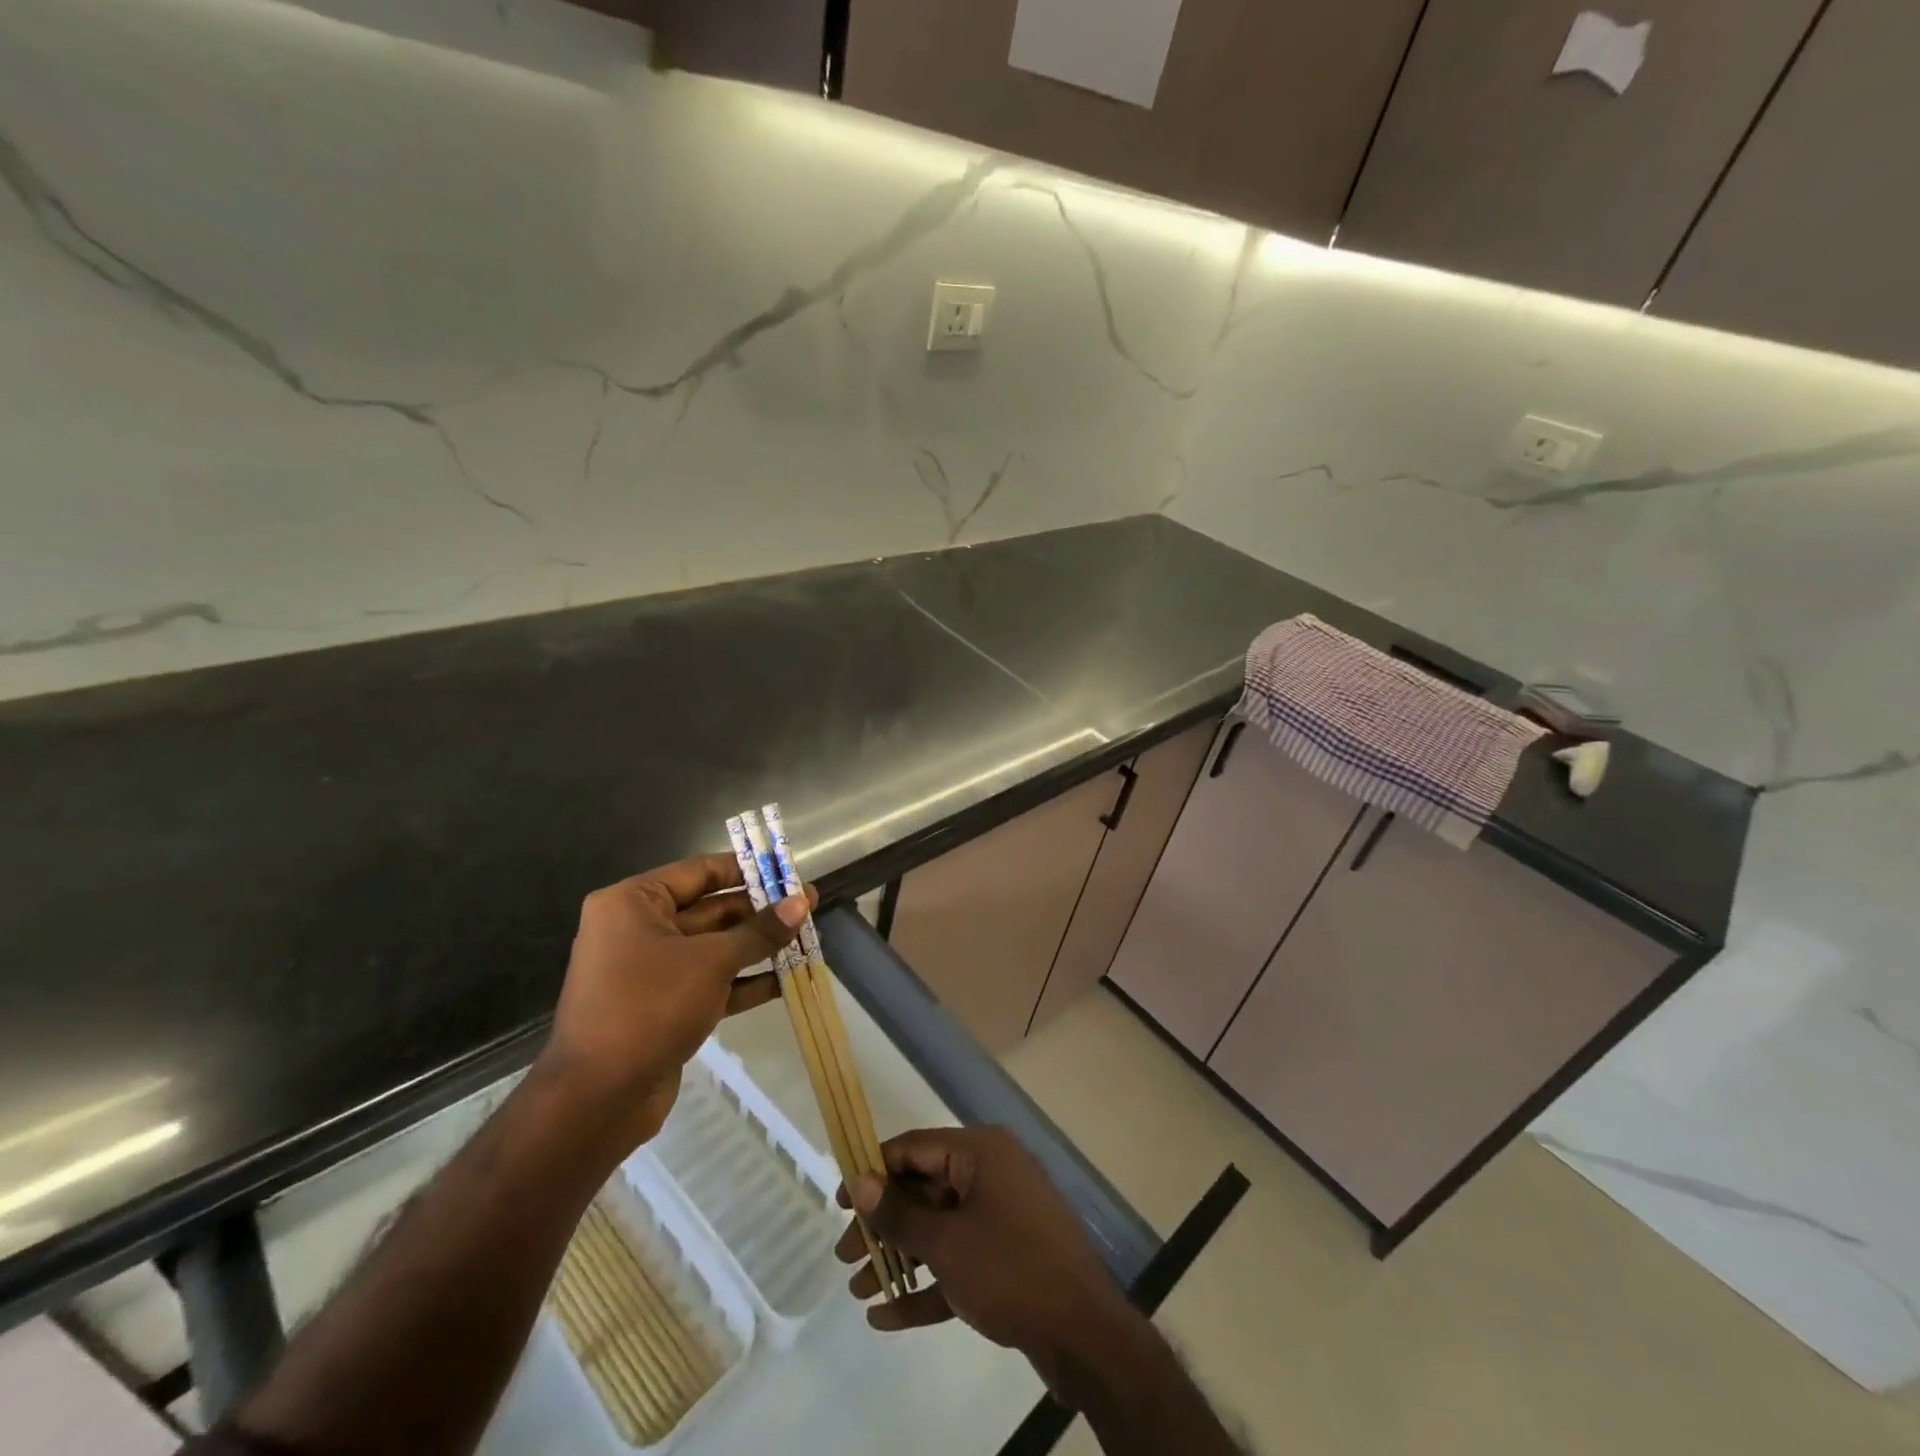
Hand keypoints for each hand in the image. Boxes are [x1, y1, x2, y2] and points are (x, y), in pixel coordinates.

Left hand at [538, 853, 811, 1150]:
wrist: (597, 1099)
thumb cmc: (649, 1007)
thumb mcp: (712, 962)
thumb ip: (759, 931)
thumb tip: (802, 903)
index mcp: (633, 903)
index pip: (700, 871)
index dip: (747, 870)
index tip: (787, 871)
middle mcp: (637, 929)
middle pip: (710, 910)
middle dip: (760, 912)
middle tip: (808, 908)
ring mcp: (649, 971)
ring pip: (714, 948)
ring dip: (758, 947)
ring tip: (807, 941)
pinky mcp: (662, 1007)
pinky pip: (709, 982)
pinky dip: (744, 981)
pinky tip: (786, 980)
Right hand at [836, 1127, 1138, 1389]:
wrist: (1084, 1333)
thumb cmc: (1011, 1269)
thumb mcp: (947, 1243)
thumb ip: (900, 1213)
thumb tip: (860, 1181)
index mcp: (980, 1153)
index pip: (916, 1148)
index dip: (874, 1171)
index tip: (839, 1201)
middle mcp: (990, 1174)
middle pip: (924, 1190)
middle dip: (882, 1224)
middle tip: (843, 1256)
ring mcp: (1001, 1216)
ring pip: (938, 1229)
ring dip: (898, 1257)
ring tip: (856, 1288)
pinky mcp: (1006, 1258)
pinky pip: (957, 1262)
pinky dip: (925, 1284)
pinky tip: (885, 1317)